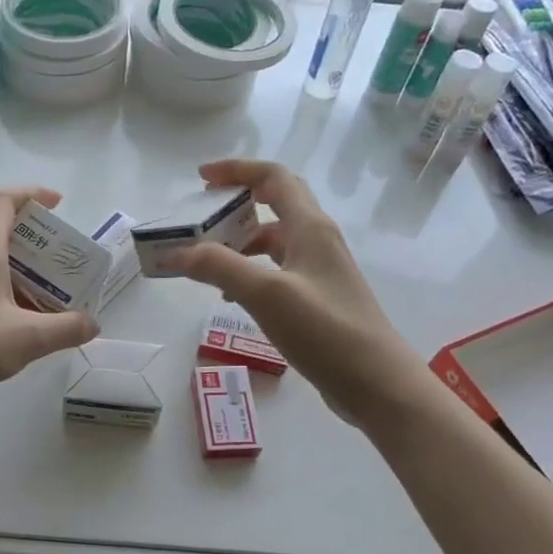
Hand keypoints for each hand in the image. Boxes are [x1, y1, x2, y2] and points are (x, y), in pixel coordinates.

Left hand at [0, 187, 98, 422]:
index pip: (3, 201)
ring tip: (40, 285)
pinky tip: (13, 315)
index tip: (59, 204)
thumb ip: (66, 329)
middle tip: (51, 251)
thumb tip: (93, 323)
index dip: (32, 194)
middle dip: (24, 229)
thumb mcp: (27, 339)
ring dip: (10, 260)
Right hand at [175, 160, 419, 423]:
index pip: (273, 178)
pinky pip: (278, 271)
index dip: (236, 170)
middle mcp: (318, 240)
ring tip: (207, 264)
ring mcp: (321, 271)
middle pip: (275, 204)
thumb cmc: (324, 331)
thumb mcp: (266, 294)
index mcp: (310, 227)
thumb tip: (176, 252)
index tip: (200, 178)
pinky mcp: (319, 299)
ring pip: (275, 242)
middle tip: (201, 218)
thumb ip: (219, 266)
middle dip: (236, 204)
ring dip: (240, 243)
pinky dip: (251, 272)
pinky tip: (233, 297)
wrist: (376, 383)